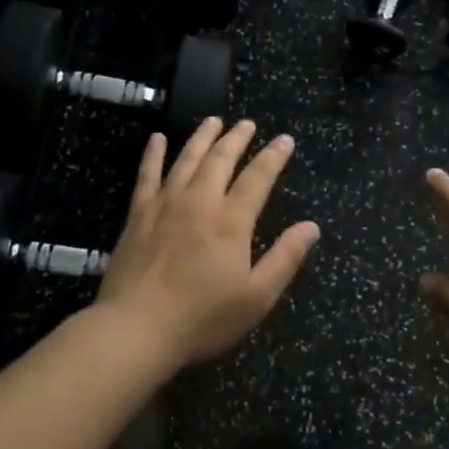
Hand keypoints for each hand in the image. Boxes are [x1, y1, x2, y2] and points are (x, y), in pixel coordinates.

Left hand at [96, 118, 319, 369]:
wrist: (136, 328)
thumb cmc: (202, 318)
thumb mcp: (256, 297)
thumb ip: (285, 258)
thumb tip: (312, 227)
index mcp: (231, 220)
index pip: (258, 177)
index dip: (273, 157)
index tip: (285, 140)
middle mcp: (200, 201)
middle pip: (221, 159)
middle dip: (237, 138)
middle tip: (248, 123)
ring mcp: (166, 204)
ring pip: (187, 158)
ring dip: (202, 136)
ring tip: (213, 120)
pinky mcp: (139, 214)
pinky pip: (147, 174)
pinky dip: (153, 154)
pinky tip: (157, 138)